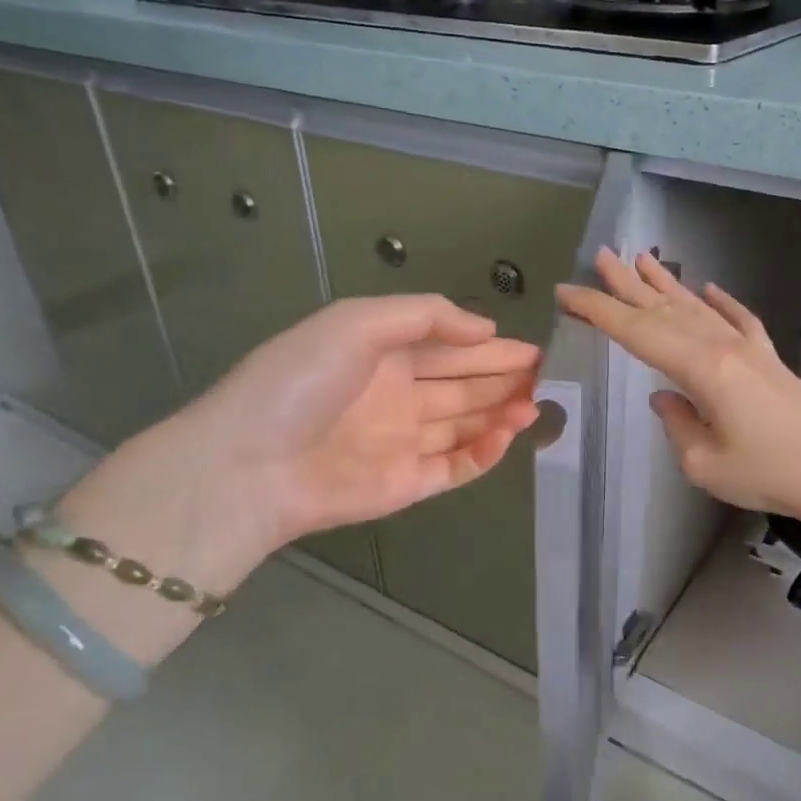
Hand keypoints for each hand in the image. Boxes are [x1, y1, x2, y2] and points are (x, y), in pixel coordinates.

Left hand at [62, 296, 540, 602]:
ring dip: (502, 413)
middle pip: (463, 385)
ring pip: (465, 424)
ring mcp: (403, 442)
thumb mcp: (357, 322)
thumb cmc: (302, 381)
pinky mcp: (407, 484)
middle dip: (504, 379)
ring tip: (538, 404)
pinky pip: (456, 467)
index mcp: (383, 354)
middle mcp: (397, 396)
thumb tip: (485, 328)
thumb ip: (425, 316)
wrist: (251, 464)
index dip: (492, 347)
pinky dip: (485, 453)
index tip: (535, 348)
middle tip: (549, 377)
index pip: (450, 347)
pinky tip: (508, 435)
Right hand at [556, 248, 800, 525]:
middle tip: (601, 257)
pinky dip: (723, 303)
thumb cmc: (770, 473)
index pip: (637, 332)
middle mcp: (722, 346)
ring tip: (641, 259)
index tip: (567, 292)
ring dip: (667, 284)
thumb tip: (664, 399)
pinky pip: (740, 320)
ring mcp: (749, 349)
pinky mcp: (770, 360)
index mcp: (700, 367)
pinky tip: (713, 289)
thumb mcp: (704, 463)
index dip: (598, 310)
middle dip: (627, 284)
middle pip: (665, 309)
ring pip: (698, 308)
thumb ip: (677, 425)